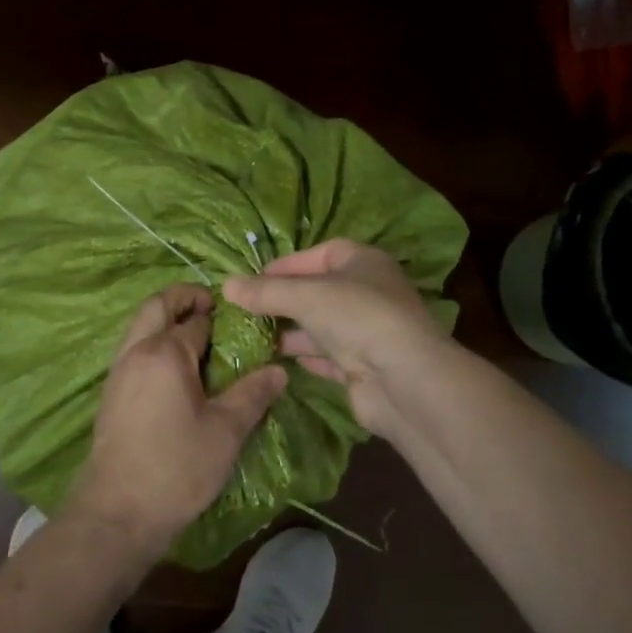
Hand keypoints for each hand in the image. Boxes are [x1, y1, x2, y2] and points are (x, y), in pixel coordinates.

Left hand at [64, 283, 287, 560]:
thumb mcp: (225, 431)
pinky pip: (133, 351)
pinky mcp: (111, 394)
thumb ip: (252, 394)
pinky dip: (153, 343)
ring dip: (165, 320)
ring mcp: (118, 372)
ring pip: (140, 327)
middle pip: (156, 307)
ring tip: (199, 338)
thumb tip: (279, 370)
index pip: (197, 321)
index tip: (245, 322)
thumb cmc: (177, 468)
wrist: (117, 513)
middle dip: (183, 298)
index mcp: (164, 352)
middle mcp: (136, 352)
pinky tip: (177, 371)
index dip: (222, 318)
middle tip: (212, 307)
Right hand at [224, 239, 446, 442]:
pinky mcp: (363, 366)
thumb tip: (227, 285)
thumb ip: (265, 291)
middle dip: (284, 299)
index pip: (320, 253)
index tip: (254, 278)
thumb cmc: (357, 317)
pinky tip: (276, 360)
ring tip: (252, 335)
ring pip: (321, 325)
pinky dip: (304, 356)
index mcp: (363, 262)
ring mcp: (367, 331)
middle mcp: (368, 292)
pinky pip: (326, 355)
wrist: (404, 379)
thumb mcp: (305, 296)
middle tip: (247, 308)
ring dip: (290, 330)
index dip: (287, 264)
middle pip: (319, 290)